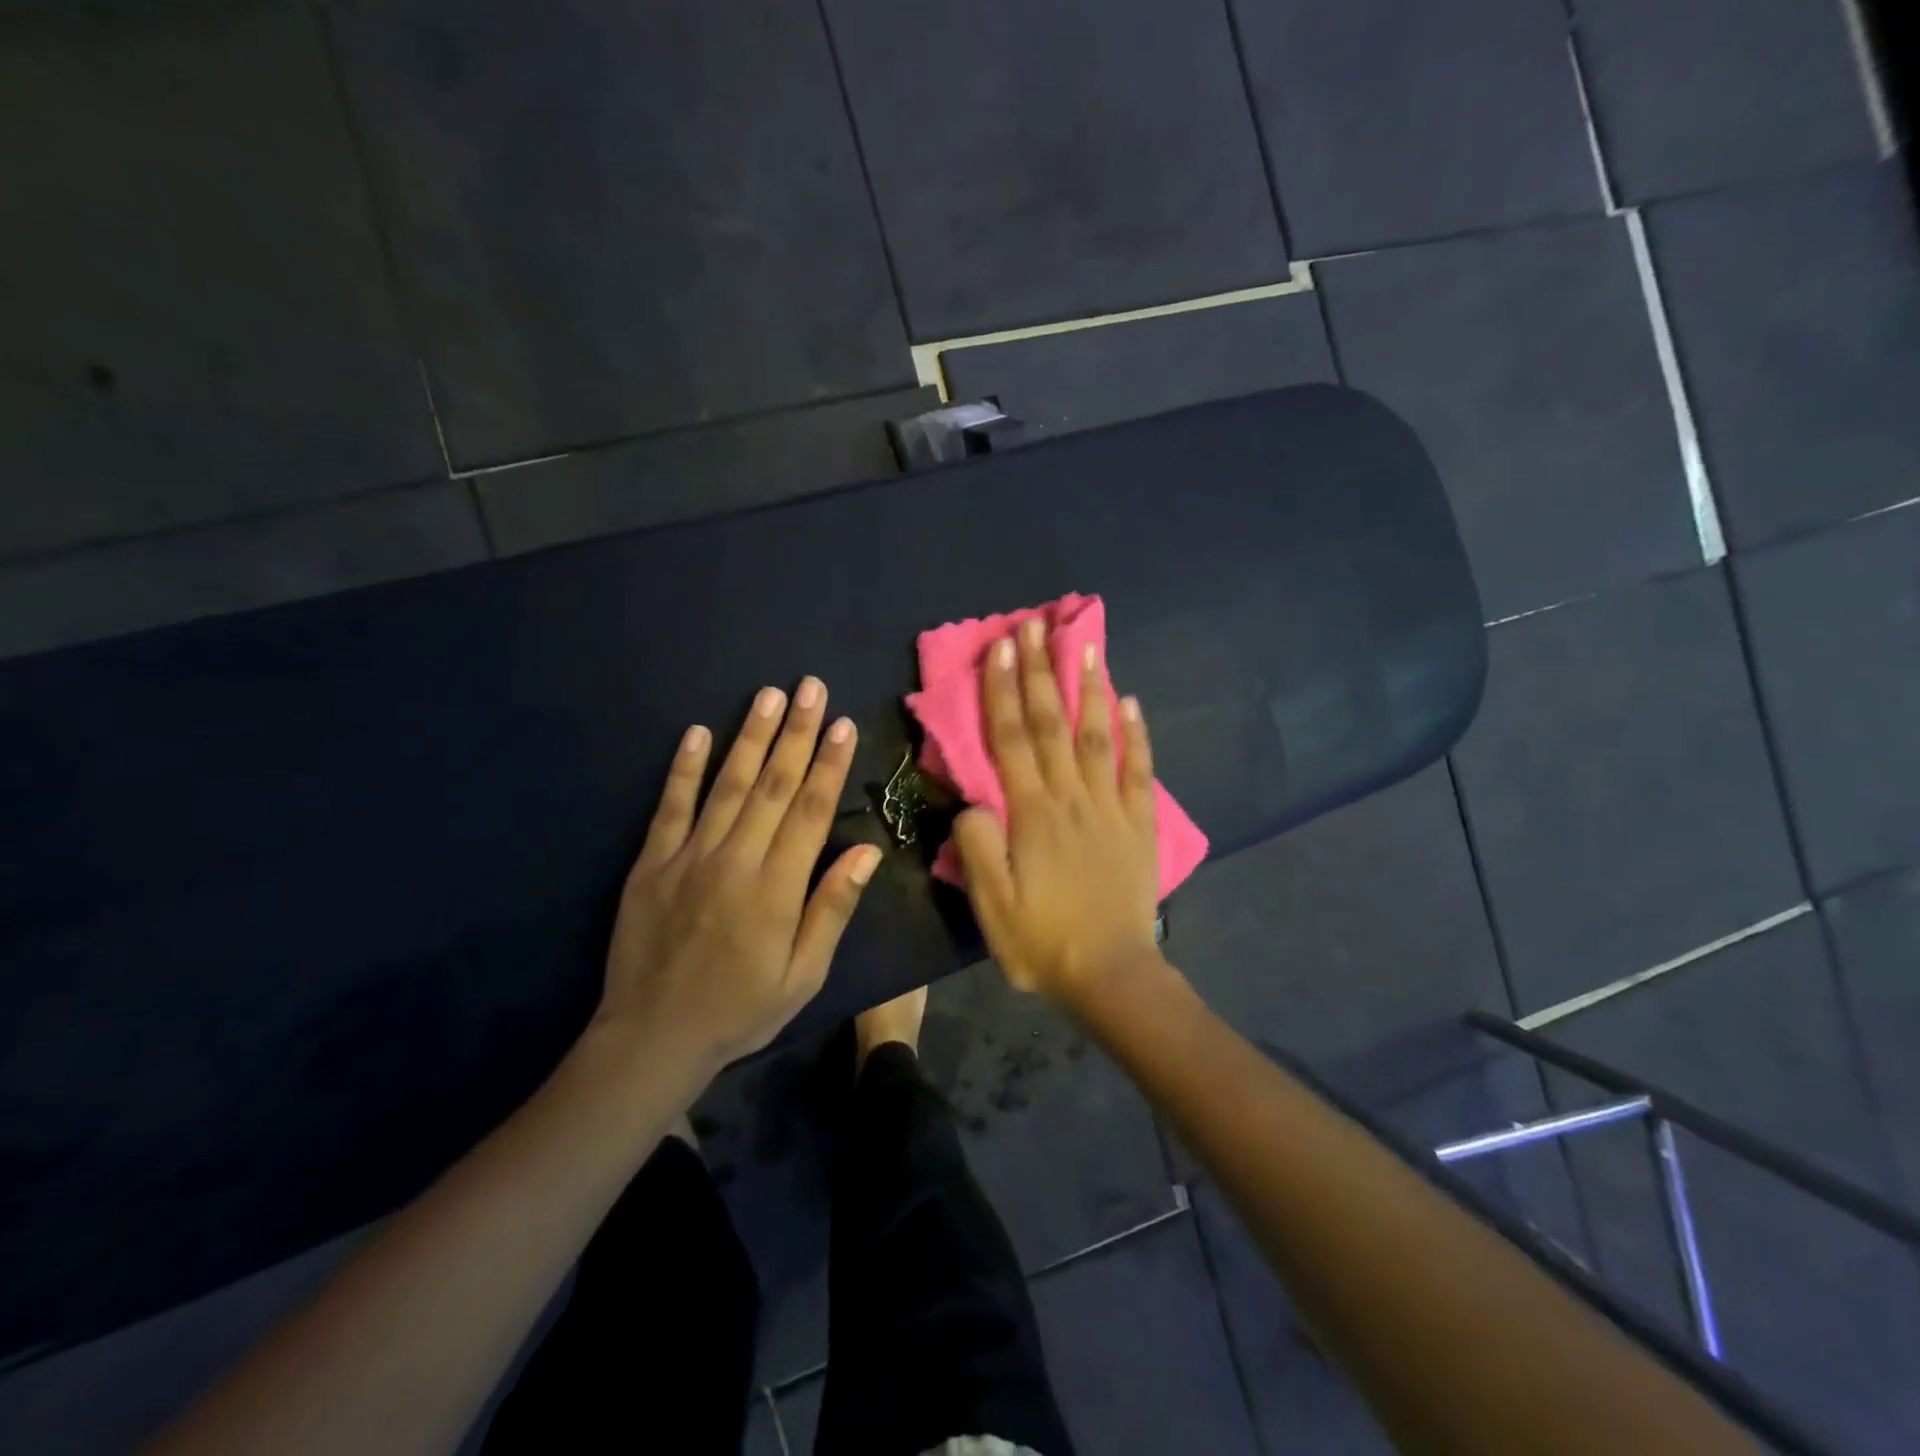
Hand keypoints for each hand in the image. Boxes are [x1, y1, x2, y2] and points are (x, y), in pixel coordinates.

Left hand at [594, 678, 881, 1076]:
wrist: (652, 1038)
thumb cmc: (741, 1010)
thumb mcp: (803, 975)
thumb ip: (832, 909)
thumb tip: (867, 852)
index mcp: (776, 888)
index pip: (810, 811)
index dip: (828, 764)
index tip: (842, 724)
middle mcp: (735, 860)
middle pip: (773, 785)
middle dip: (795, 732)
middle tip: (810, 686)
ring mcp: (688, 857)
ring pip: (727, 785)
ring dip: (750, 737)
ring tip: (768, 695)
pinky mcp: (651, 863)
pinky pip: (670, 807)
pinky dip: (683, 768)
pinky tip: (697, 733)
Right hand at [955, 620, 1163, 1003]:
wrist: (1111, 976)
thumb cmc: (1042, 942)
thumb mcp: (990, 905)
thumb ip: (976, 846)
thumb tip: (974, 800)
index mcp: (1031, 814)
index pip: (1011, 739)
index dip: (1004, 691)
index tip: (1001, 648)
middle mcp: (1071, 797)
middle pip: (1052, 724)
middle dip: (1040, 671)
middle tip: (1034, 626)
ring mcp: (1110, 808)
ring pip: (1098, 735)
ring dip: (1090, 687)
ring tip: (1086, 644)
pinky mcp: (1139, 825)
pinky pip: (1139, 771)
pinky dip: (1137, 734)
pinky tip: (1132, 702)